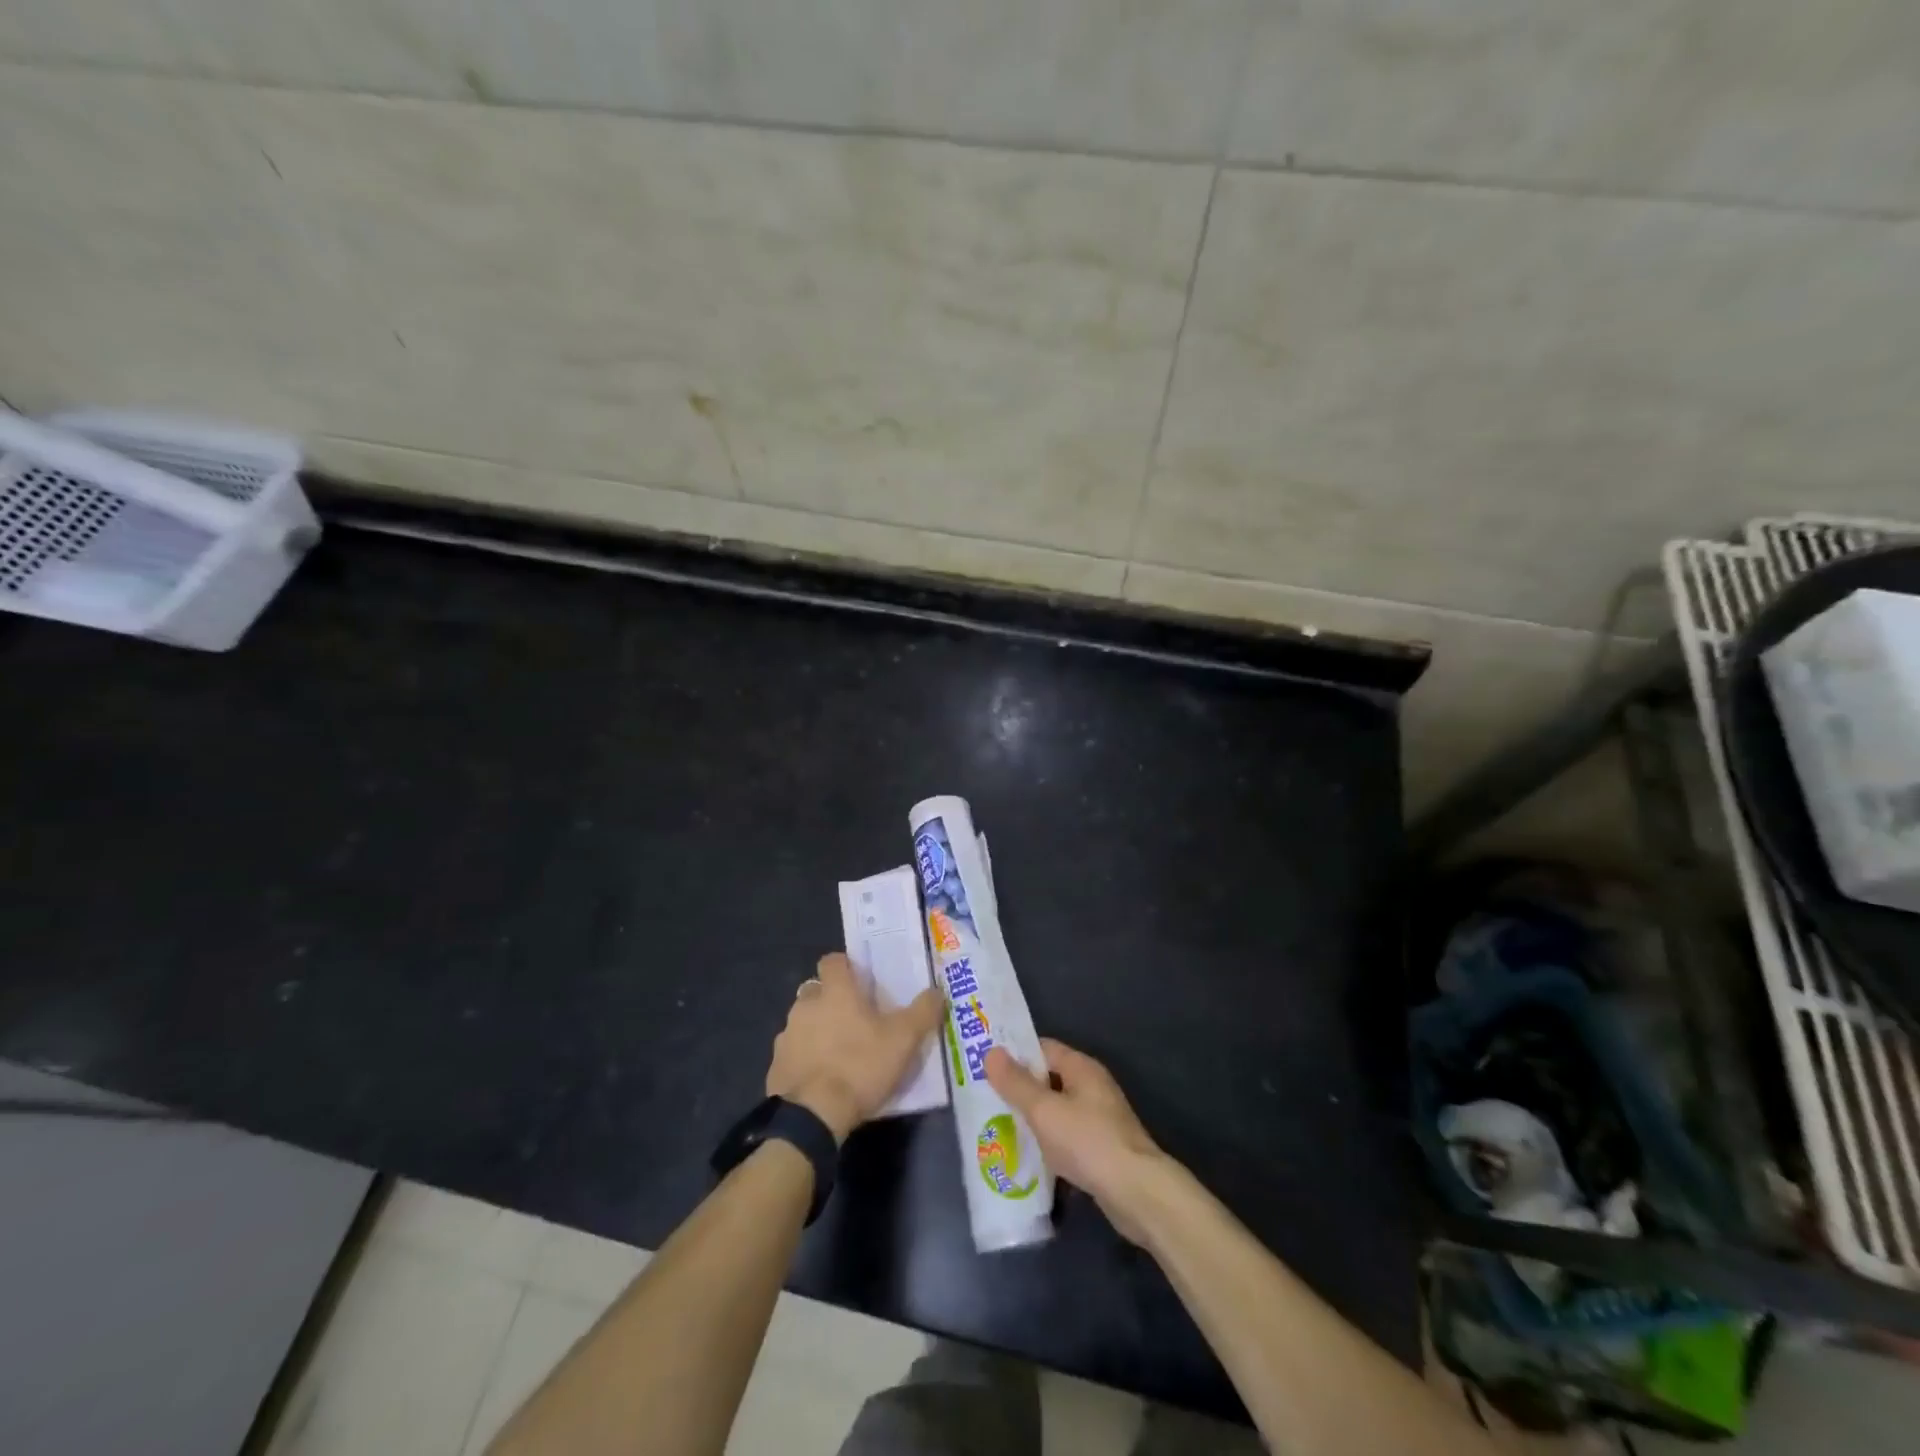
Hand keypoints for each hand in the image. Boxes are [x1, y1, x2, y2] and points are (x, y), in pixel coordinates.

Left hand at [766, 953, 944, 1142]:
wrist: (812, 1116)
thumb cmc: (860, 1066)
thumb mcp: (904, 1040)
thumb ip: (923, 1011)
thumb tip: (938, 991)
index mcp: (835, 991)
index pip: (833, 960)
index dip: (846, 967)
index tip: (861, 982)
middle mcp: (805, 1005)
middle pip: (816, 990)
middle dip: (830, 1000)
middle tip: (854, 1020)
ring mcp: (786, 1035)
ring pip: (802, 1021)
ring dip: (816, 1029)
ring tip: (838, 1053)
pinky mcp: (775, 1065)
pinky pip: (792, 1053)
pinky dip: (804, 1059)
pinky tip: (821, 1078)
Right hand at [986, 1039, 1166, 1243]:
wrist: (1136, 1192)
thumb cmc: (1087, 1141)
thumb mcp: (1044, 1110)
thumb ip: (1016, 1083)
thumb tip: (991, 1052)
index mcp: (1081, 1067)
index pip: (1042, 1049)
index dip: (1015, 1056)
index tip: (986, 1068)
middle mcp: (1092, 1087)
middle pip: (1049, 1080)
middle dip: (1020, 1091)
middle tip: (986, 1102)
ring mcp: (1100, 1119)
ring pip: (1057, 1111)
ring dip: (1033, 1121)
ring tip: (999, 1131)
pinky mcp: (1102, 1149)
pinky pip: (1067, 1138)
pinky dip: (1049, 1144)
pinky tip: (1029, 1160)